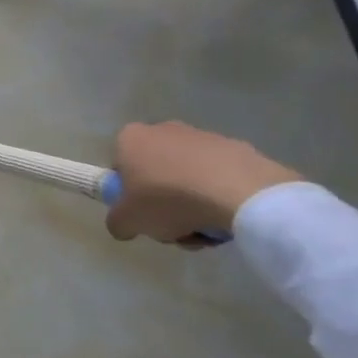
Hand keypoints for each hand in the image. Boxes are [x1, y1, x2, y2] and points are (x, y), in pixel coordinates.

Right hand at [105, 121, 301, 246]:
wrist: (240, 194)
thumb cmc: (168, 199)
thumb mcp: (128, 221)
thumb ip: (117, 222)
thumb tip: (124, 225)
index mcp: (131, 138)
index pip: (121, 167)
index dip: (129, 194)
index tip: (143, 214)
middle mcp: (163, 129)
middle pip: (157, 172)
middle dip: (164, 200)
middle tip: (175, 226)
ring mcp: (204, 137)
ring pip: (189, 176)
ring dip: (193, 202)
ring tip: (206, 228)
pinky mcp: (239, 148)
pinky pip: (221, 177)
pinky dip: (222, 196)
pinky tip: (229, 217)